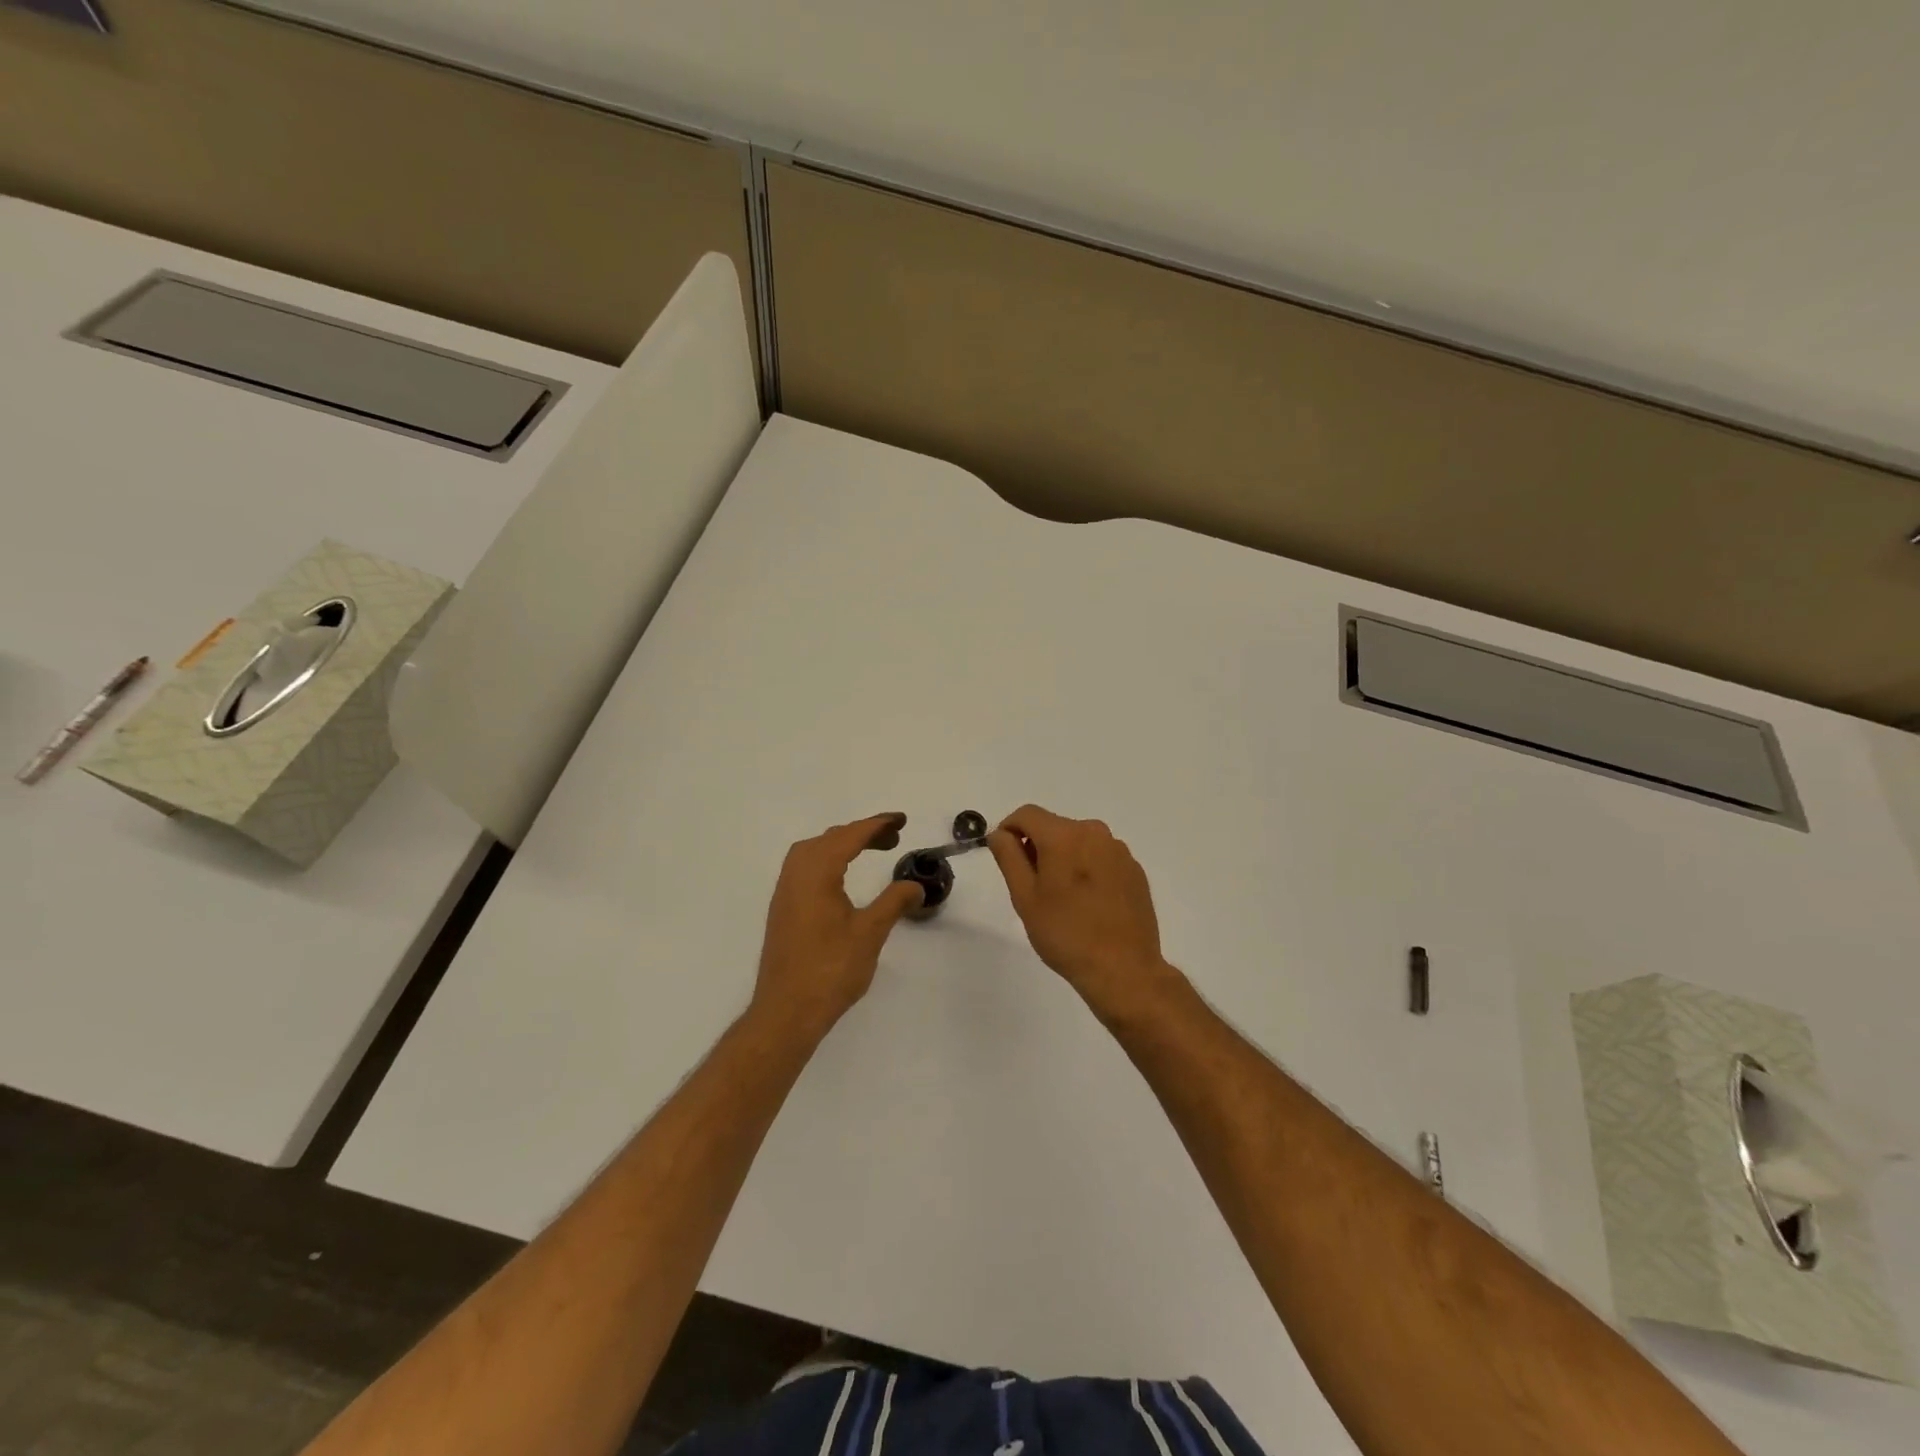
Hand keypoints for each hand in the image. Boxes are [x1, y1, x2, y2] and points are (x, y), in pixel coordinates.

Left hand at [752, 813, 924, 1037]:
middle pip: (829, 839)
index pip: (849, 836)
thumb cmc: (830, 970)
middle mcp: (796, 875)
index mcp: (816, 874)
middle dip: (861, 832)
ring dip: (841, 845)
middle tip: (892, 838)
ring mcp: (785, 893)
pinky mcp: (783, 910)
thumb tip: (915, 885)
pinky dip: (828, 860)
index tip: (901, 820)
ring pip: (812, 852)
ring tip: (869, 851)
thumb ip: (893, 902)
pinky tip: (842, 878)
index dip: (877, 825)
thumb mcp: (870, 933)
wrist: (786, 1012)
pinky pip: (805, 868)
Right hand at [987, 804, 1174, 1010]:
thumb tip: (999, 833)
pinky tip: (1088, 904)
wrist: (1123, 969)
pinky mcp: (1135, 870)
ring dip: (1064, 858)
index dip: (1009, 829)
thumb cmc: (1065, 934)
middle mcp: (1094, 832)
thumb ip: (1009, 857)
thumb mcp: (1025, 897)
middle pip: (1054, 827)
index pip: (1027, 814)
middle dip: (1038, 847)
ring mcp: (1119, 851)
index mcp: (1064, 835)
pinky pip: (1101, 858)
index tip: (1005, 857)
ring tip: (1062, 899)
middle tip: (1032, 887)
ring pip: (1079, 842)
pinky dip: (1088, 870)